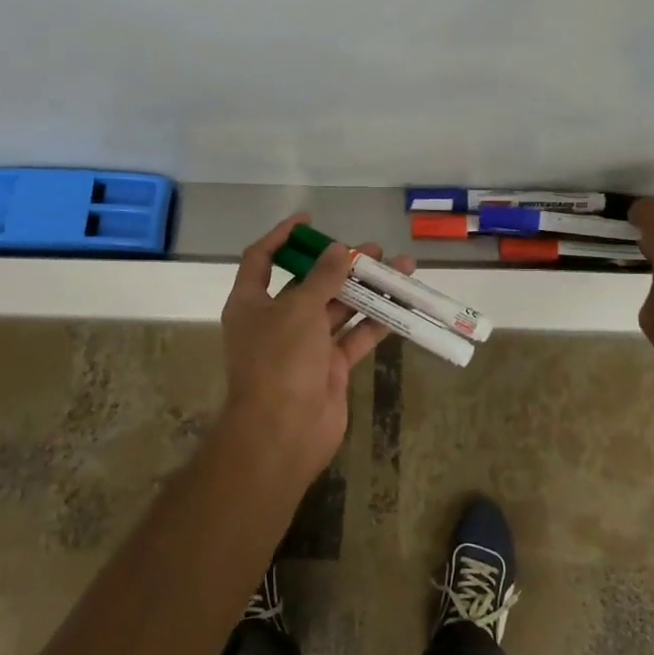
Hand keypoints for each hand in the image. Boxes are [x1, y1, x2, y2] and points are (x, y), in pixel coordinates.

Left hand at [218, 214, 415, 486]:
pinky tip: (401, 305)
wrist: (282, 433)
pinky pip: (355, 337)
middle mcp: (277, 321)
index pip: (262, 259)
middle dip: (341, 265)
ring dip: (366, 290)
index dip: (283, 237)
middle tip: (373, 250)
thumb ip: (322, 277)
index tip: (310, 221)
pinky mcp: (330, 367)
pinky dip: (376, 322)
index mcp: (252, 303)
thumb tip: (338, 249)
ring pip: (339, 309)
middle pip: (310, 283)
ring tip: (400, 269)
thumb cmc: (279, 360)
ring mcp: (305, 346)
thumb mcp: (299, 309)